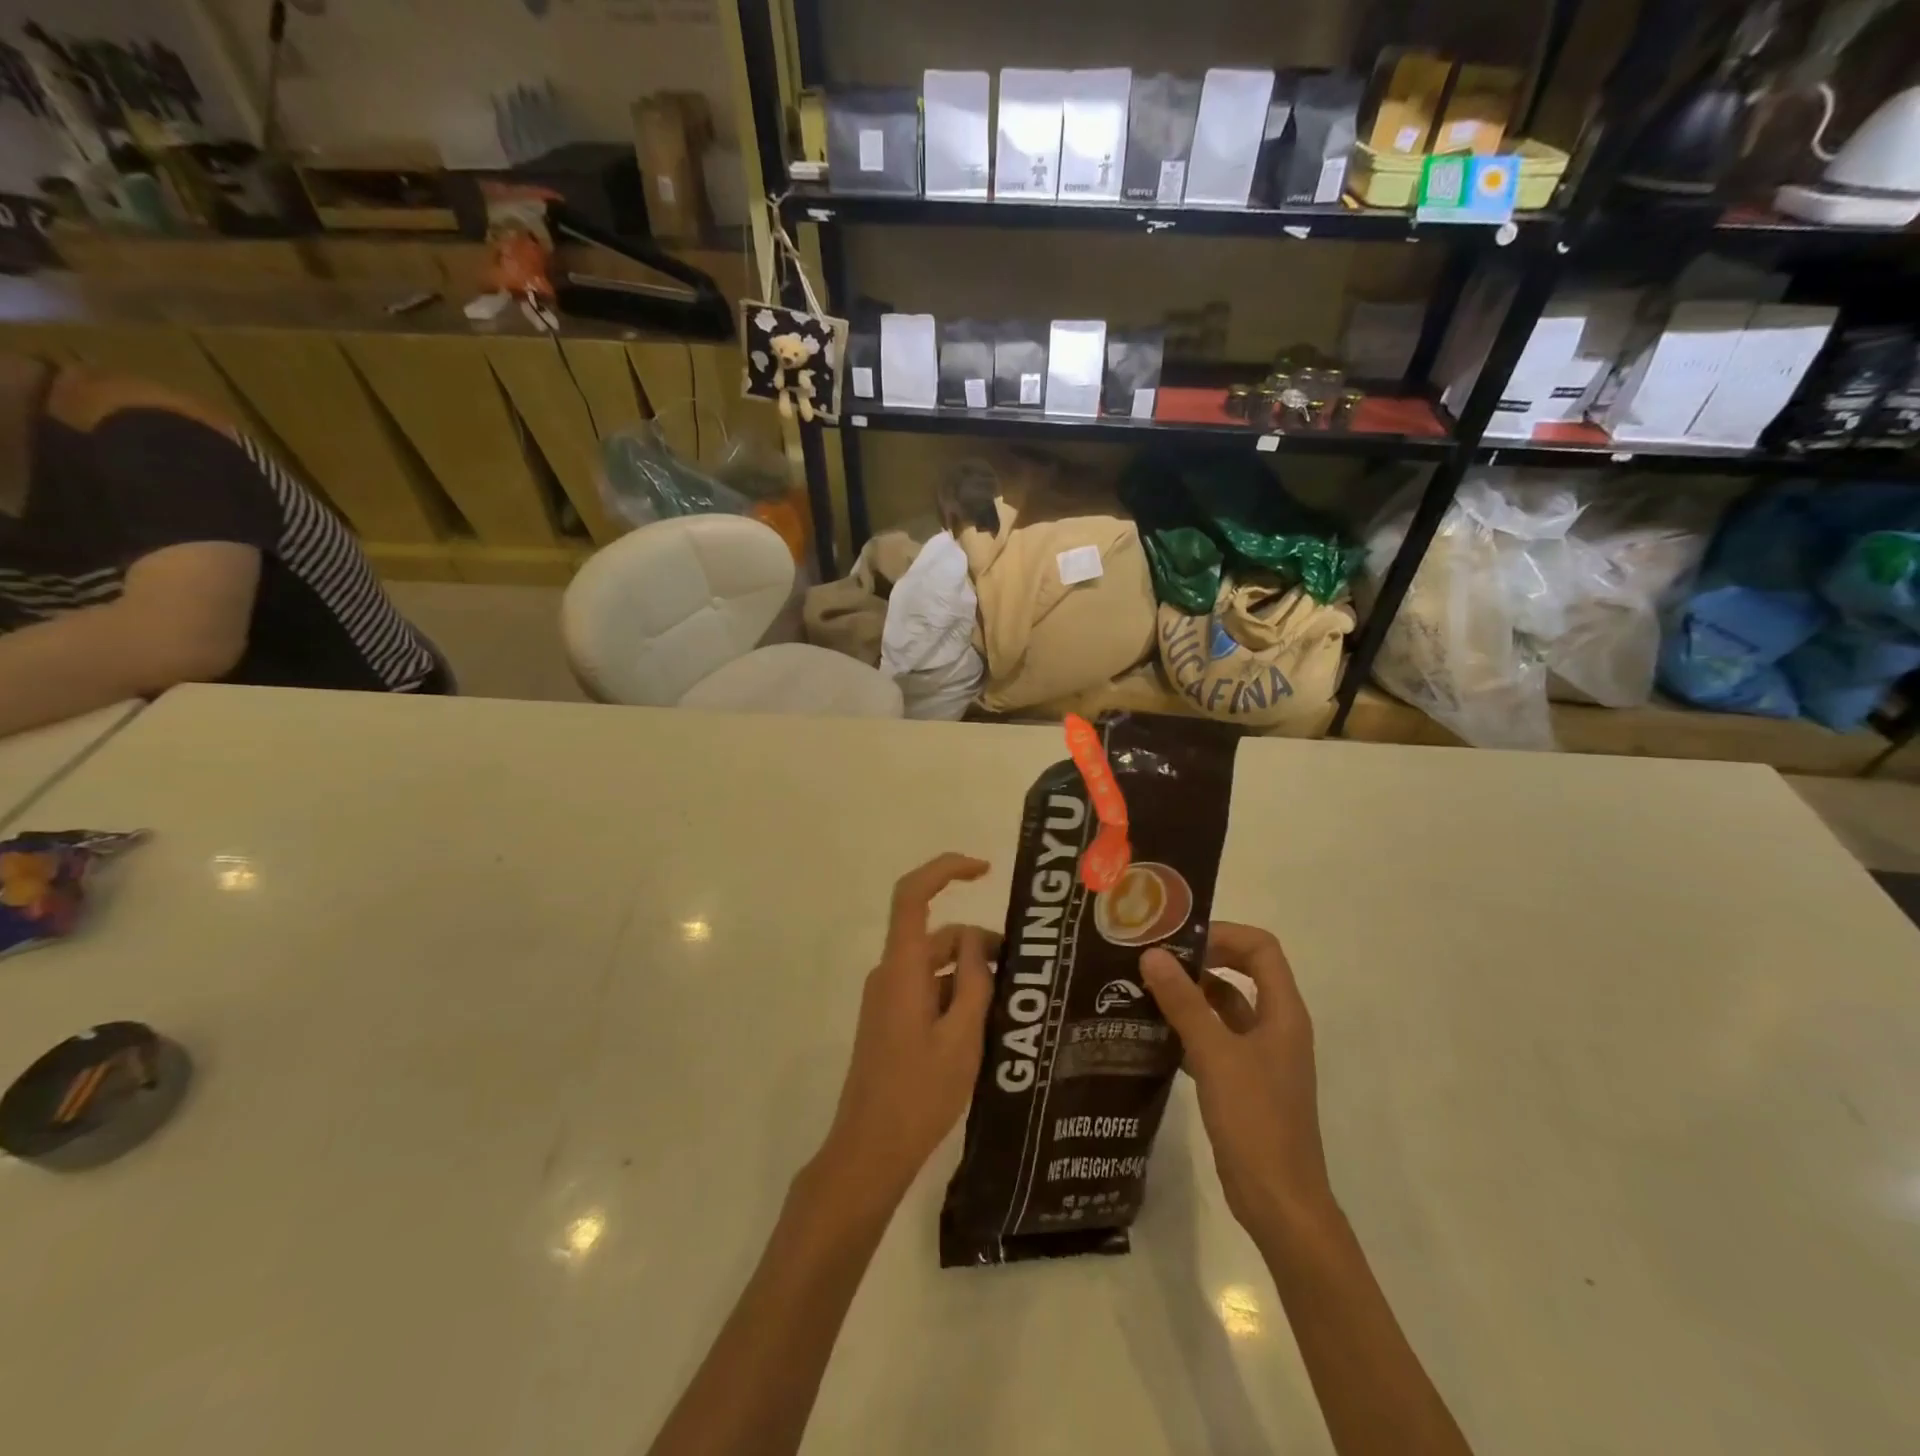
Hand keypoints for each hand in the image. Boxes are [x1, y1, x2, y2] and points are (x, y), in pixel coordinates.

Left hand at [817, 853, 997, 1205]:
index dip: (946, 869)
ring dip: (971, 976)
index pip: (913, 895)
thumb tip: (981, 941)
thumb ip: (975, 981)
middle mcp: (890, 973)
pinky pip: (928, 989)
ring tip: (1010, 1011)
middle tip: (1022, 977)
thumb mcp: (963, 1036)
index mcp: (902, 968)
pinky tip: (985, 1028)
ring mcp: (887, 997)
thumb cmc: (919, 1094)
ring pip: (936, 965)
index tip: (986, 870)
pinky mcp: (890, 1019)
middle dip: (981, 946)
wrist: (869, 1150)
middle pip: (939, 936)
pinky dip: (956, 995)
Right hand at [1141, 923, 1332, 1237]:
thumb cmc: (1256, 1121)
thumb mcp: (1215, 1055)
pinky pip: (1214, 1038)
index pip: (1261, 949)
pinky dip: (1187, 1028)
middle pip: (1242, 972)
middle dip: (1200, 960)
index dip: (1223, 934)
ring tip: (1142, 988)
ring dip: (1189, 994)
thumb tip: (1153, 954)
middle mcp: (1275, 1026)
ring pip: (1224, 1006)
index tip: (1179, 938)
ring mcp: (1260, 1056)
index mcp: (1283, 1012)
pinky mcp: (1243, 1081)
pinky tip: (1152, 1032)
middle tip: (1153, 958)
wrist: (1279, 1203)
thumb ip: (1184, 1002)